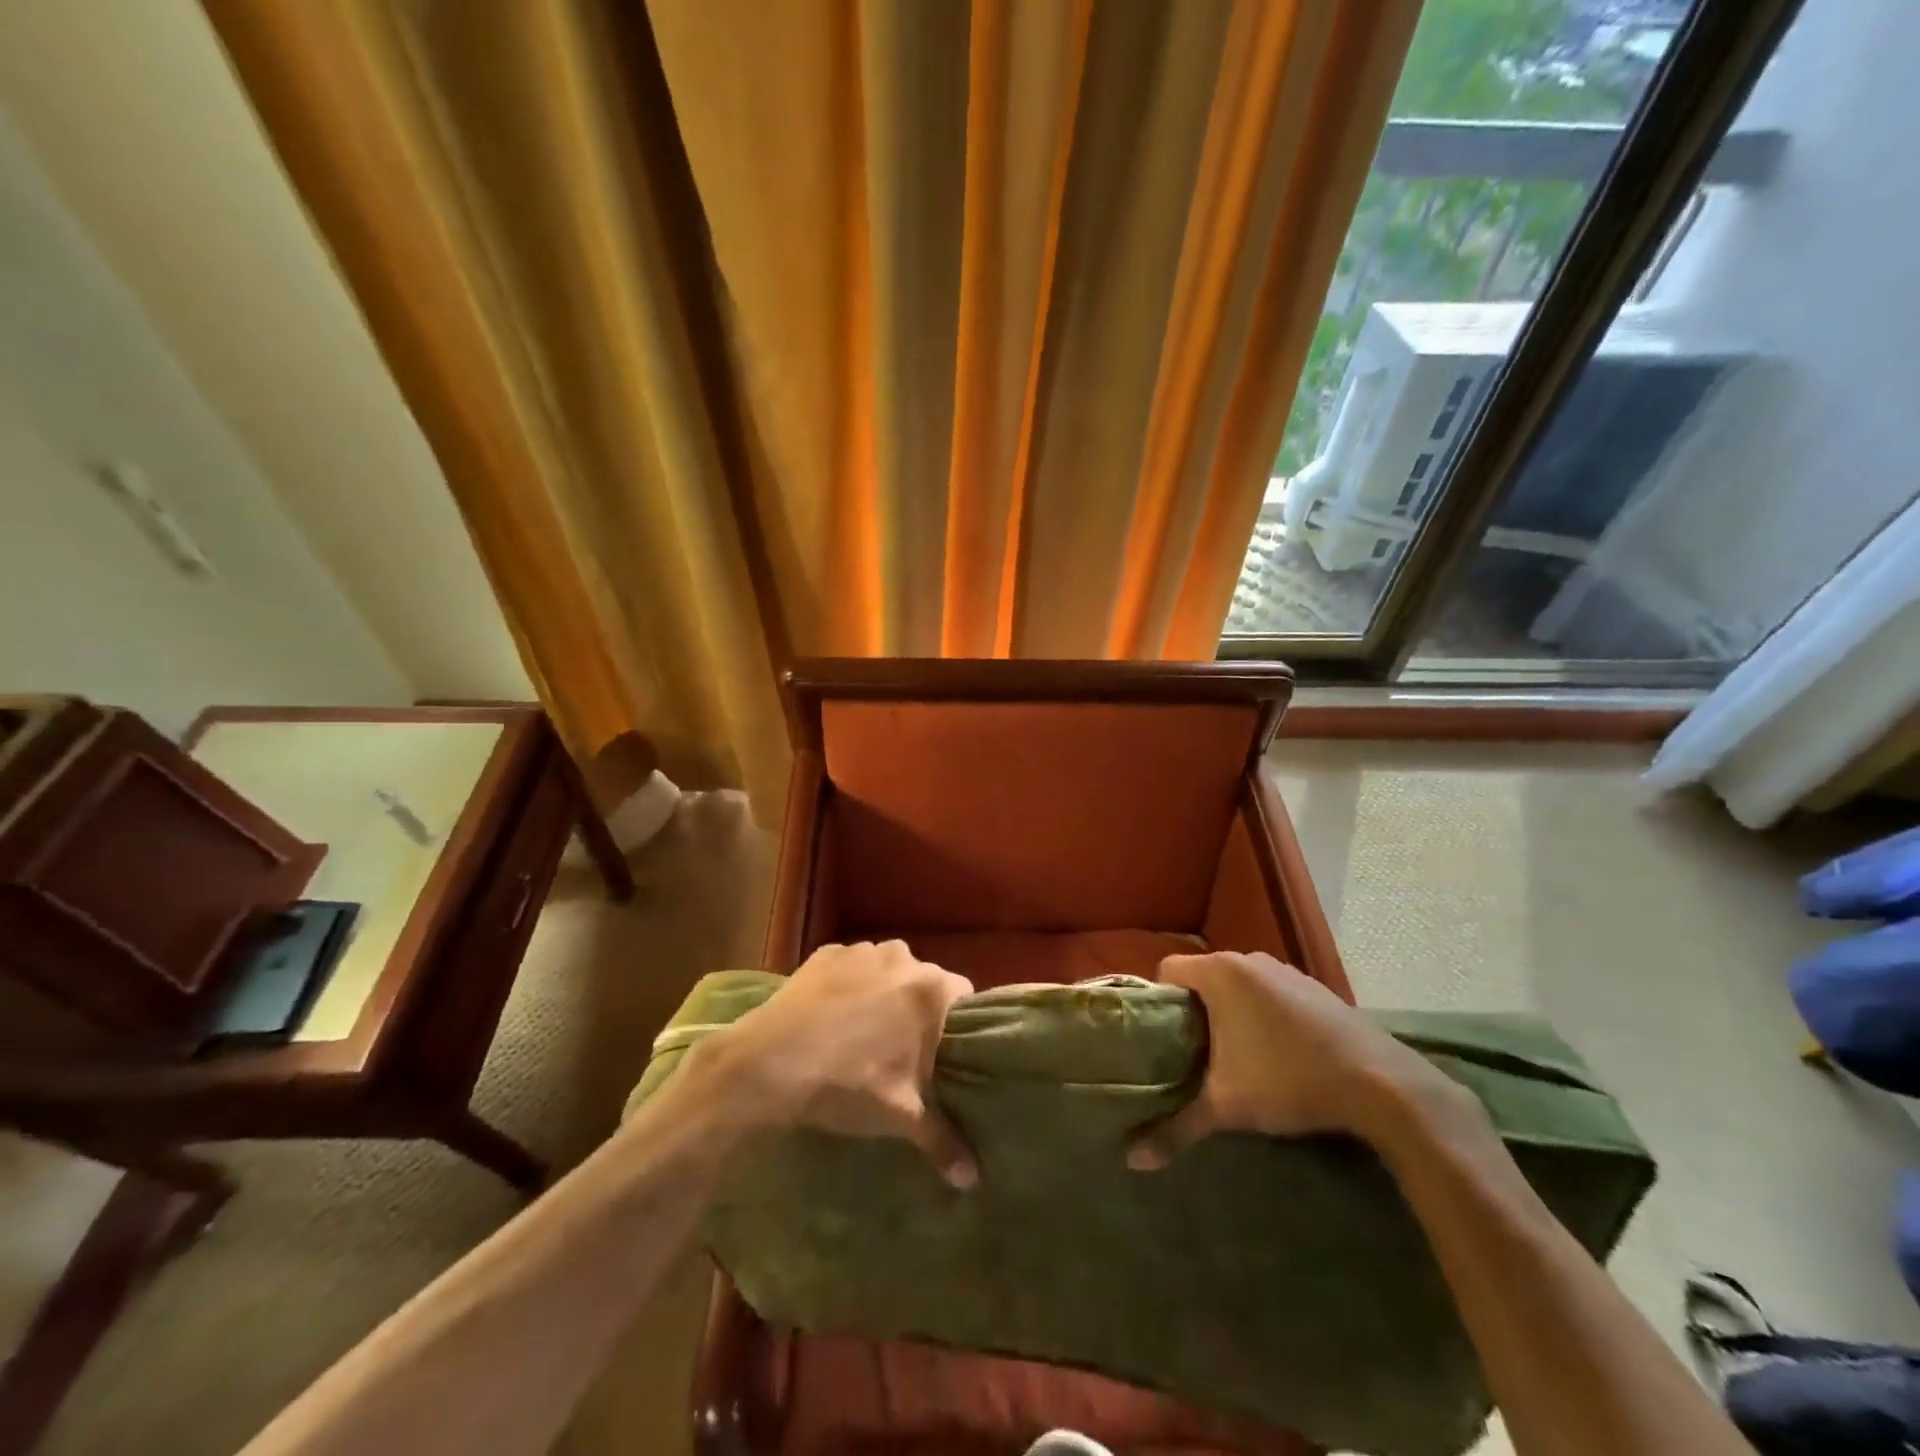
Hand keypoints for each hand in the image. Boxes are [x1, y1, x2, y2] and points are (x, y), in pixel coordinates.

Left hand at [691, 941, 978, 1187]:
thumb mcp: (901, 1117)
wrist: (769, 1064)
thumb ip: (943, 1141)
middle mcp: (901, 957)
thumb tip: (972, 1180)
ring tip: (864, 1034)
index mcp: (930, 989)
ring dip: (883, 993)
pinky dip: (848, 986)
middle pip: (923, 981)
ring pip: (886, 971)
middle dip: (918, 1009)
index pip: (964, 996)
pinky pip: (850, 968)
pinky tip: (831, 1018)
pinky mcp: (825, 953)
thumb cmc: (848, 1085)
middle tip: (904, 1049)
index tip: (945, 1052)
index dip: (957, 1024)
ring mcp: (860, 950)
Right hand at [1128, 951, 1462, 1169]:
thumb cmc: (1288, 1081)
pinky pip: (1269, 991)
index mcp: (1220, 973)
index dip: (1159, 1001)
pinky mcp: (1314, 987)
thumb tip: (1133, 1160)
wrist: (1381, 1084)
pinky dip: (1262, 1013)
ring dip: (1229, 1012)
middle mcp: (1249, 959)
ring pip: (1238, 984)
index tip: (1163, 1039)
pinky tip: (1275, 1053)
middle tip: (1192, 1054)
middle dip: (1194, 1011)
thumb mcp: (1226, 1107)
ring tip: (1232, 1057)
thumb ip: (1177, 1128)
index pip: (1167, 969)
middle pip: (1202, 977)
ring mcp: (1286, 970)